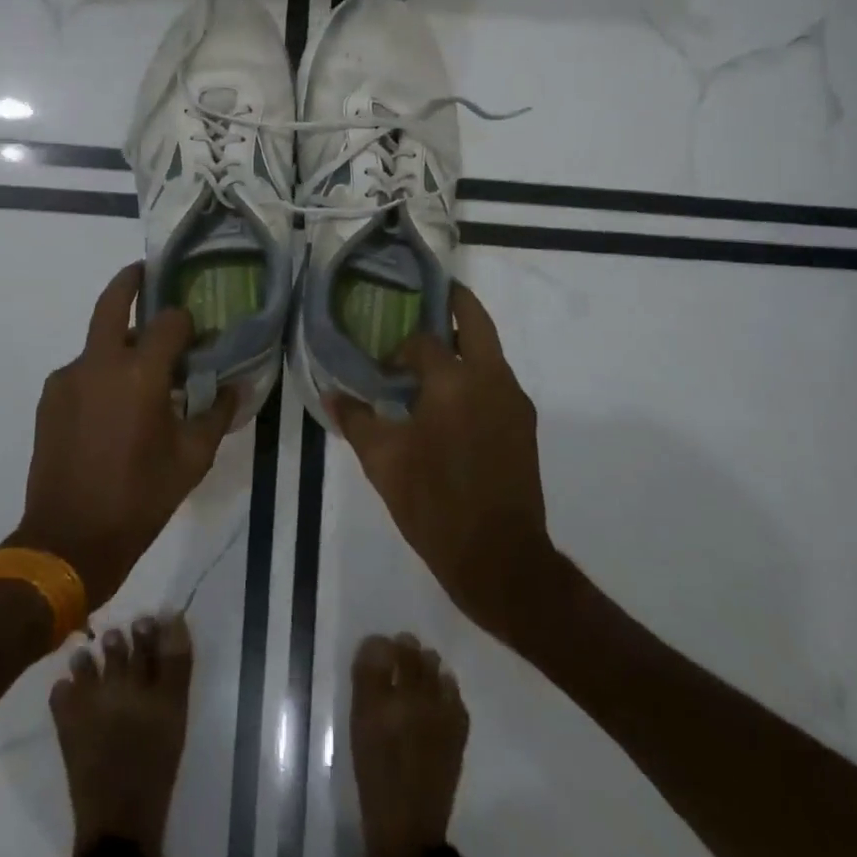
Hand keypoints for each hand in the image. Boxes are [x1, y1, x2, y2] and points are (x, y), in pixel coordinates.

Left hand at [14, 263, 238, 608]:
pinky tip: (113, 407)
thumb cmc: (140, 498)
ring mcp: (69, 378)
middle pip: (113, 302)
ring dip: (120, 343)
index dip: (187, 322)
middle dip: (131, 280)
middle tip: (147, 274)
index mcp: (140, 374)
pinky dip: (101, 373)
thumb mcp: (192, 460)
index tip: (198, 336)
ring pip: (98, 341)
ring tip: (140, 376)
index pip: (169, 321)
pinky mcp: (50, 397)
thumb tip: (234, 386)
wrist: (68, 540)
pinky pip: (82, 370)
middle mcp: (100, 363)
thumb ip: (217, 414)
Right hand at [325, 284, 560, 639]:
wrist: (501, 559)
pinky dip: (475, 373)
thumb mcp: (383, 462)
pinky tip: (451, 402)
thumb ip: (357, 420)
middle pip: (476, 320)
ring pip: (490, 350)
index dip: (399, 351)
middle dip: (453, 302)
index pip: (424, 343)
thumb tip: (332, 393)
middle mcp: (491, 378)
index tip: (383, 371)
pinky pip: (497, 381)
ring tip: (432, 357)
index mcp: (455, 381)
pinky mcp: (524, 424)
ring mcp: (514, 401)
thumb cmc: (435, 504)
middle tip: (428, 296)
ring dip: (465, 342)